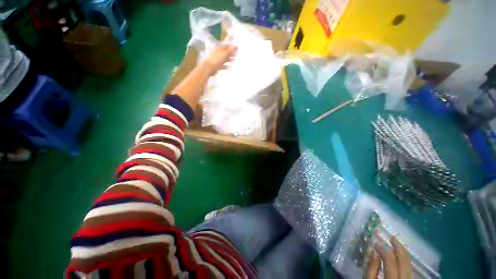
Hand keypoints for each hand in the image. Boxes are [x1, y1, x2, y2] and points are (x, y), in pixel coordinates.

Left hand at [203, 45, 237, 75]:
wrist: (209, 68)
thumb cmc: (217, 59)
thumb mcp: (224, 53)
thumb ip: (230, 50)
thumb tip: (236, 46)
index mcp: (219, 49)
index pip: (226, 47)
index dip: (232, 47)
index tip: (237, 49)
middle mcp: (218, 54)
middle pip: (226, 53)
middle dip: (231, 53)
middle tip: (237, 55)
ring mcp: (218, 60)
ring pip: (224, 59)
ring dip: (229, 59)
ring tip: (234, 60)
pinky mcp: (217, 66)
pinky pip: (223, 65)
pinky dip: (226, 65)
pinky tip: (230, 67)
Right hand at [366, 236, 411, 278]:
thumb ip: (371, 269)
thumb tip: (374, 252)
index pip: (390, 261)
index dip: (383, 249)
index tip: (376, 243)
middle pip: (404, 261)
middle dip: (399, 247)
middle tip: (392, 237)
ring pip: (410, 265)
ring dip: (403, 253)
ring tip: (397, 245)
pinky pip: (410, 270)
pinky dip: (405, 261)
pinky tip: (401, 257)